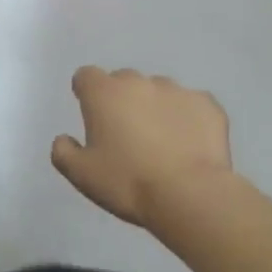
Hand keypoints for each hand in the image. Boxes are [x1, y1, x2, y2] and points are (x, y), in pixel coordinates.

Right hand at [51, 67, 232, 226]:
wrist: (189, 195)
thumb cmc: (127, 182)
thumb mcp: (81, 174)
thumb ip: (63, 151)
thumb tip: (64, 139)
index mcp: (104, 93)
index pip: (86, 76)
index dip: (86, 93)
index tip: (91, 114)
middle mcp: (139, 82)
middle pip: (123, 81)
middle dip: (122, 100)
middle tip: (126, 134)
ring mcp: (177, 90)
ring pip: (159, 91)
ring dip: (154, 107)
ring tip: (162, 142)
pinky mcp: (208, 104)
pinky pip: (191, 105)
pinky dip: (187, 118)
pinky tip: (189, 144)